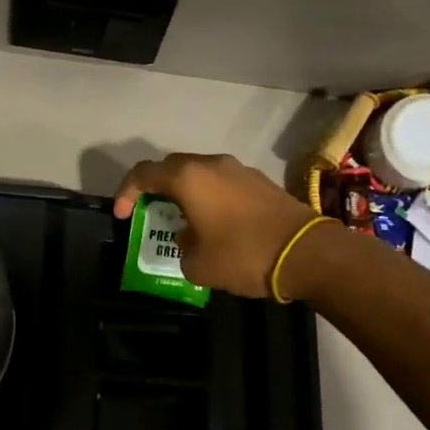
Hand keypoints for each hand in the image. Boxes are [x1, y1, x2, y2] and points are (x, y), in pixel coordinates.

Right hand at [114, 153, 316, 298]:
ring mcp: (239, 169)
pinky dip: (210, 197)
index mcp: (188, 178)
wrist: (308, 253)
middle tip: (150, 212)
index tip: (121, 215)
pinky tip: (215, 224)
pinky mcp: (260, 182)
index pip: (144, 173)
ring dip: (185, 192)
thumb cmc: (243, 255)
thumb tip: (189, 237)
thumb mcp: (197, 264)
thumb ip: (182, 246)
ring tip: (183, 221)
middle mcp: (211, 164)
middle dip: (155, 188)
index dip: (126, 192)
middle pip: (171, 167)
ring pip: (200, 174)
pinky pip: (223, 183)